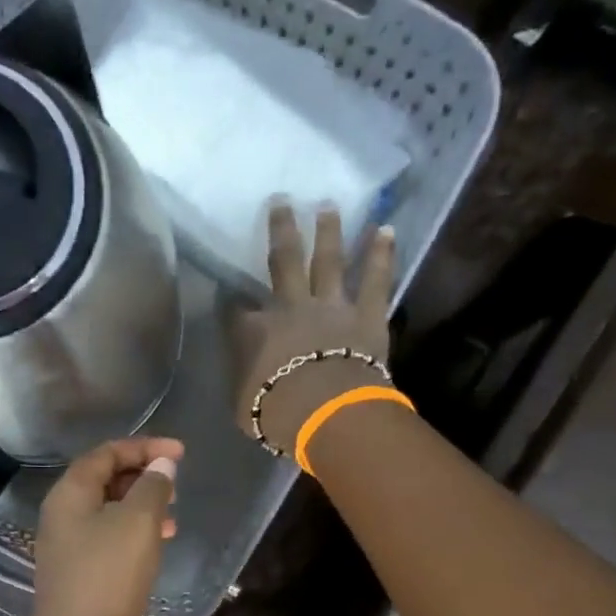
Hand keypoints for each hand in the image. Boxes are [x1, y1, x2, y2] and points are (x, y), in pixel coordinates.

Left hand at [27, 436, 183, 615]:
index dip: (143, 447)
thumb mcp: (137, 523)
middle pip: (102, 482)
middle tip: (175, 487)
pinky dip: (132, 537)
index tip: (180, 454)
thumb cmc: (107, 577)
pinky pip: (107, 543)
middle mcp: (61, 518)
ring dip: (140, 510)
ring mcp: (67, 551)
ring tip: (173, 520)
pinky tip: (154, 551)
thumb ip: (153, 488)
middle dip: (141, 477)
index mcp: (68, 495)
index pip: (105, 454)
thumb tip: (161, 466)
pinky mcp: (78, 579)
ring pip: (107, 515)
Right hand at [233, 201, 396, 453]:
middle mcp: (291, 307)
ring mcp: (332, 306)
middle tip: (281, 201)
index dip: (232, 302)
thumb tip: (244, 372)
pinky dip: (381, 254)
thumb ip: (243, 381)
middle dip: (281, 231)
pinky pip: (376, 280)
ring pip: (328, 260)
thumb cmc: (277, 415)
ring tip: (328, 205)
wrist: (326, 412)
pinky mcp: (367, 314)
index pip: (237, 312)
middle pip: (284, 262)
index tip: (229, 294)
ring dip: (328, 231)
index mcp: (254, 332)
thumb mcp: (244, 405)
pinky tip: (386, 229)